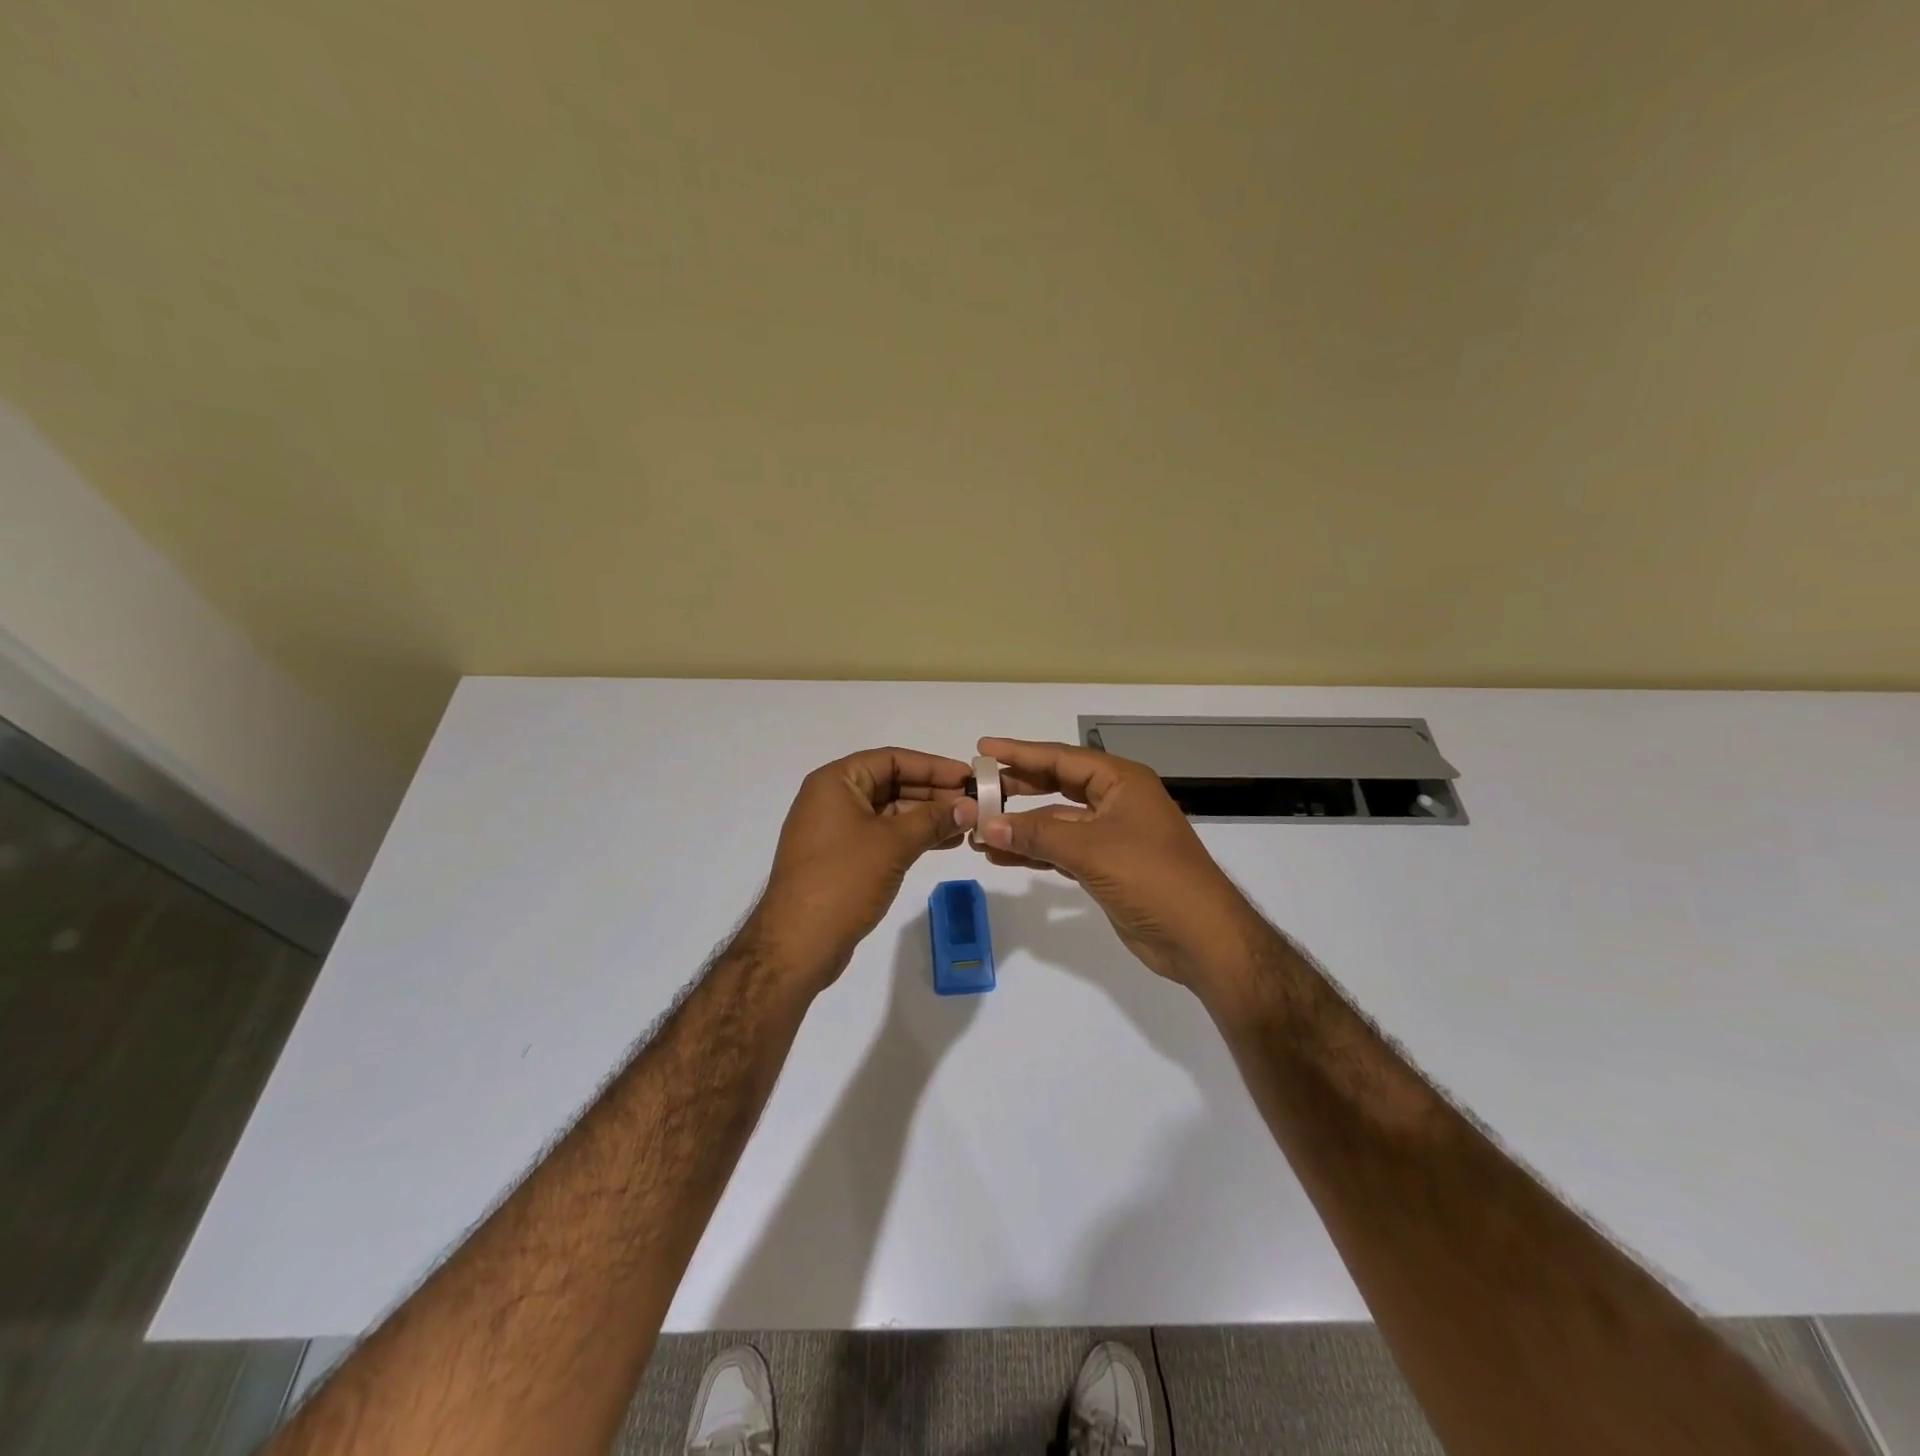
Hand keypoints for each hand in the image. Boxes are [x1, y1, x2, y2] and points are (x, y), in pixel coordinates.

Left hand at [749, 747, 972, 990]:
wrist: (797, 943)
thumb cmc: (843, 880)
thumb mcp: (893, 844)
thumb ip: (933, 819)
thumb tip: (970, 806)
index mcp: (835, 782)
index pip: (892, 759)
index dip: (933, 766)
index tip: (969, 777)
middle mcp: (832, 799)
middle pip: (891, 783)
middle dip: (933, 792)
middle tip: (973, 803)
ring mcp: (836, 830)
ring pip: (890, 811)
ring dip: (927, 816)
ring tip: (966, 825)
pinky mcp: (842, 858)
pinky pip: (883, 835)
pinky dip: (912, 836)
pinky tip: (945, 843)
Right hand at [971, 737, 1263, 993]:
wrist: (1201, 937)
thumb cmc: (1152, 877)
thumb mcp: (1091, 850)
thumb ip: (1036, 835)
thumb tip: (984, 824)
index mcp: (1121, 781)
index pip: (1062, 758)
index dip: (1020, 753)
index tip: (982, 749)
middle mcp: (1115, 801)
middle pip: (1057, 786)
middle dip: (1017, 789)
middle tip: (976, 790)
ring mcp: (1111, 835)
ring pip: (1056, 821)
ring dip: (1020, 827)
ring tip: (977, 831)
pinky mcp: (1105, 866)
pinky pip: (1060, 850)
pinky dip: (1034, 852)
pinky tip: (1001, 856)